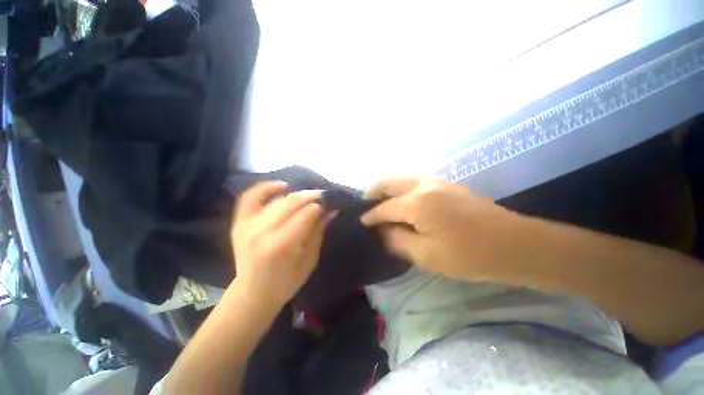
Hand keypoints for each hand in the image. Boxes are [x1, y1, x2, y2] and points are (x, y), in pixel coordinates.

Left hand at [232, 182, 334, 308]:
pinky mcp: (239, 223)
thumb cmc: (286, 282)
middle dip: (311, 196)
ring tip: (309, 197)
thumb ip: (319, 231)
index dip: (320, 206)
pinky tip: (282, 186)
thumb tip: (331, 210)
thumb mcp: (309, 260)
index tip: (331, 204)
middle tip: (323, 197)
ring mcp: (247, 225)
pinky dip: (266, 188)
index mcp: (281, 246)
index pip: (305, 214)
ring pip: (277, 199)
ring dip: (296, 195)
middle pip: (291, 202)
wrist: (253, 293)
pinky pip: (250, 197)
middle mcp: (261, 231)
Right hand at [361, 177, 523, 281]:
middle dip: (373, 194)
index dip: (370, 217)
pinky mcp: (446, 184)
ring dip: (388, 190)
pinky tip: (403, 202)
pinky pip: (414, 181)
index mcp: (417, 202)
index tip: (360, 224)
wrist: (515, 245)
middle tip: (366, 208)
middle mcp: (423, 184)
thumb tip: (380, 231)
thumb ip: (397, 240)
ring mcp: (437, 181)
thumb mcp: (426, 255)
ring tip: (382, 205)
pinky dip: (402, 189)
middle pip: (388, 182)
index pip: (384, 208)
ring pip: (401, 179)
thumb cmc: (470, 255)